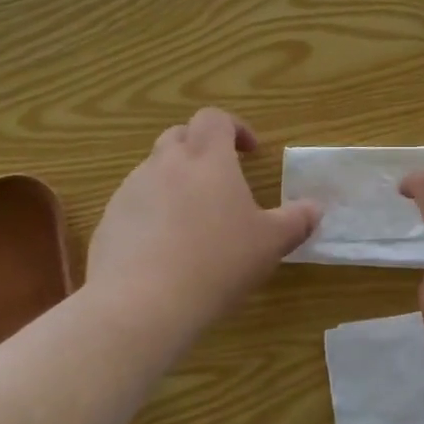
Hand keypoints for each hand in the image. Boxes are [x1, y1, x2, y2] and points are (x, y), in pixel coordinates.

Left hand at [88, 109, 319, 335]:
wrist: (142, 304)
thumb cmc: (217, 263)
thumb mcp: (269, 244)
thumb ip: (296, 221)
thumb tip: (315, 208)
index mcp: (207, 159)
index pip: (214, 118)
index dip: (234, 127)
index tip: (249, 151)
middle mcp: (164, 164)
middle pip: (179, 136)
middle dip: (200, 149)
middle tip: (220, 180)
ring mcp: (130, 191)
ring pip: (153, 170)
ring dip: (174, 181)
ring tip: (192, 220)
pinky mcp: (108, 221)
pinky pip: (133, 205)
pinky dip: (150, 213)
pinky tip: (163, 250)